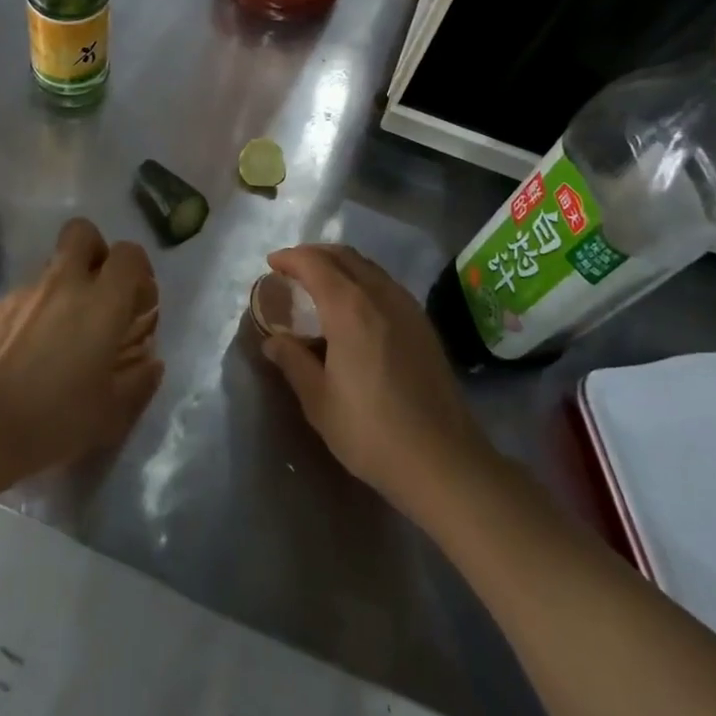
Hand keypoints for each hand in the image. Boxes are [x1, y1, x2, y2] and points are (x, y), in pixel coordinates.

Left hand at [0, 218, 163, 477]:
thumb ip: (139, 380)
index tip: (137, 303)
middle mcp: (63, 285)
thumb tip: (151, 363)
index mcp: (102, 302)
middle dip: (95, 252)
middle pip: (82, 233)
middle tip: (98, 293)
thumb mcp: (114, 412)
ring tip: (58, 336)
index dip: (138, 270)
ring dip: (62, 289)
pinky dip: (30, 316)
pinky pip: (21, 300)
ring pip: (50, 269)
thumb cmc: (59, 418)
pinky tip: (24, 355)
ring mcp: (23, 293)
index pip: (129, 254)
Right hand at [262, 245, 483, 511]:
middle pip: (344, 256)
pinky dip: (362, 280)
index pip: (315, 264)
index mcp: (349, 309)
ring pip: (369, 268)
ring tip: (319, 285)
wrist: (443, 460)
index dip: (290, 258)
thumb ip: (293, 362)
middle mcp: (381, 296)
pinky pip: (386, 284)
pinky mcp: (424, 325)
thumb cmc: (371, 431)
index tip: (271, 264)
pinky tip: (354, 307)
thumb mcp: (318, 400)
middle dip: (314, 255)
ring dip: (340, 265)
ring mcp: (408, 308)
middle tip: (291, 270)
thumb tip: (273, 341)